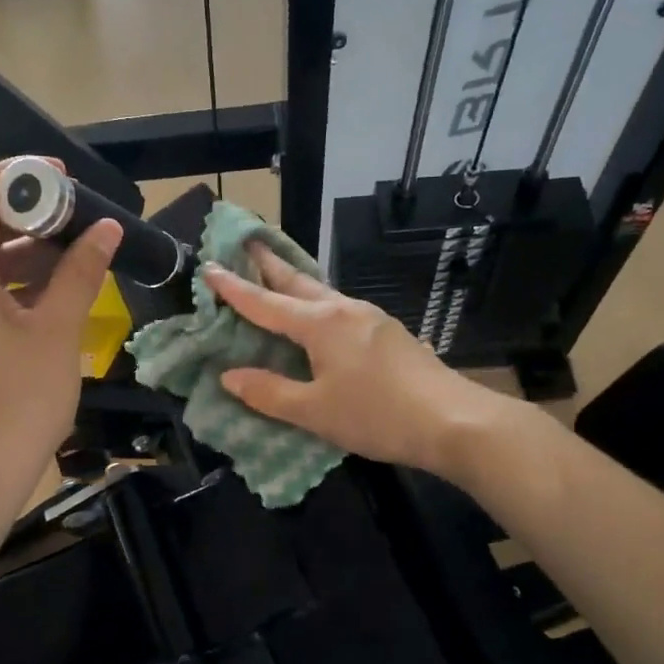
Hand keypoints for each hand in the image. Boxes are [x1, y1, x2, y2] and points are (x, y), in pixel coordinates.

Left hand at [0, 159, 120, 516]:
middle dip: (29, 215)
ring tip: (79, 247)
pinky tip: (58, 283)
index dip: (18, 178)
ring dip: (27, 249)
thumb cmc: (21, 400)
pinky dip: (16, 280)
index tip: (63, 179)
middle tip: (80, 214)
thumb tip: (106, 228)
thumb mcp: (57, 331)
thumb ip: (80, 272)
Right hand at [202, 245, 500, 477]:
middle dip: (268, 263)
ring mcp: (371, 318)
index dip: (234, 288)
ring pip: (322, 293)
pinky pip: (340, 309)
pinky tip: (319, 316)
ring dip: (294, 282)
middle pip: (297, 282)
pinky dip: (317, 303)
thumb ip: (269, 393)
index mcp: (320, 324)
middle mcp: (344, 311)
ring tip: (275, 275)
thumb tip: (229, 376)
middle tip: (246, 242)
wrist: (453, 421)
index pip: (265, 303)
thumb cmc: (376, 415)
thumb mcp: (314, 412)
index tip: (209, 267)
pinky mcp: (388, 333)